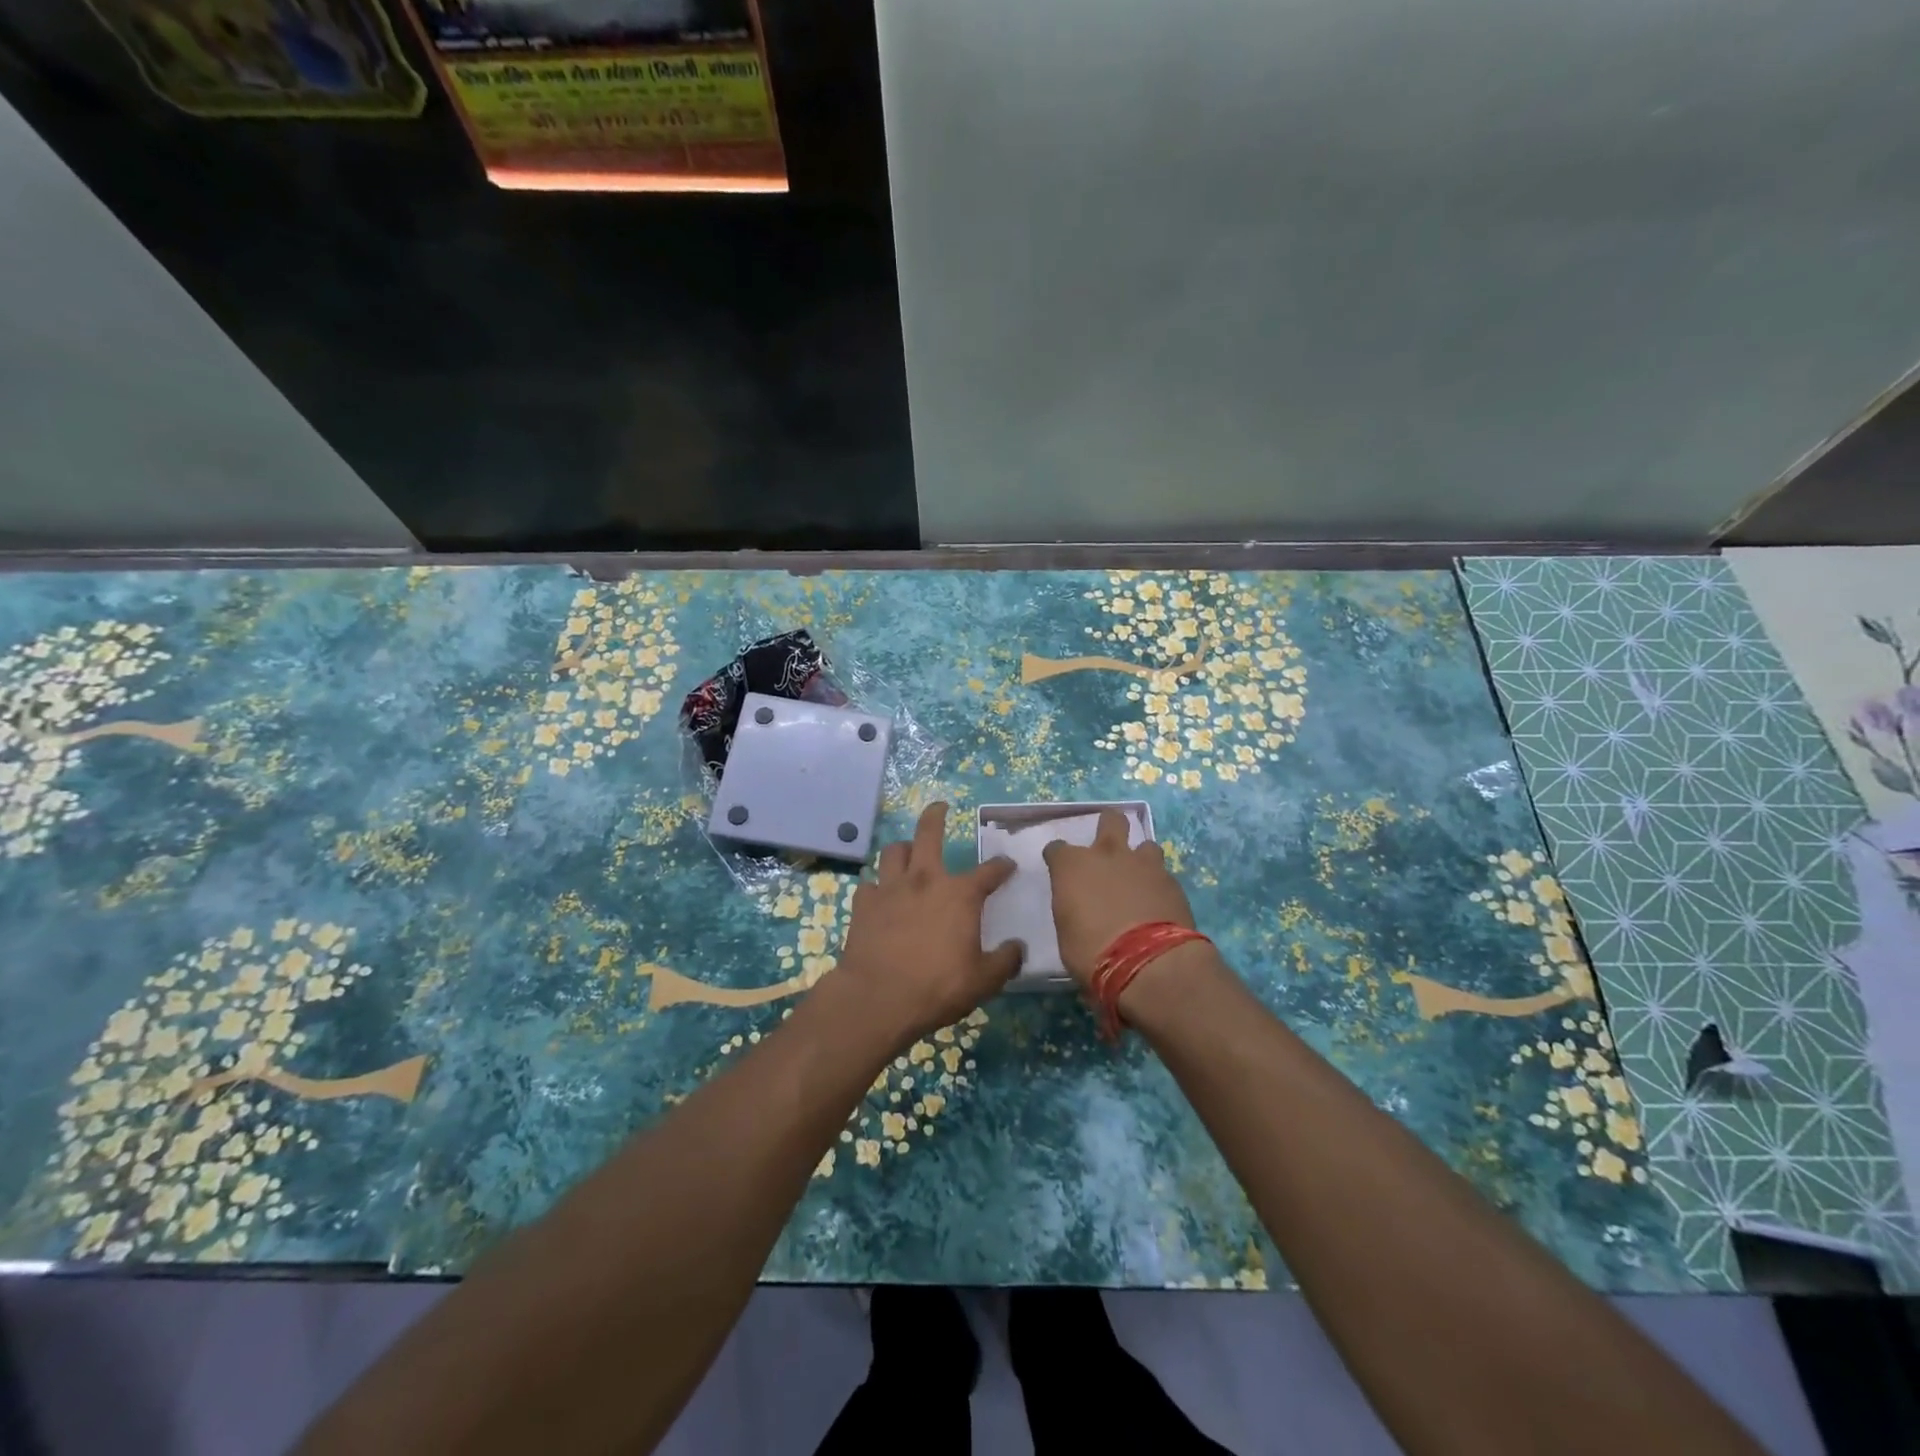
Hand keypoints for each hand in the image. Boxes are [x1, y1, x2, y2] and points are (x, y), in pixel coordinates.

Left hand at [832, 802, 1022, 1046]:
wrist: (878, 998)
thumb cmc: (937, 987)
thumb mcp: (983, 981)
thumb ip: (1005, 961)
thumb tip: (1018, 947)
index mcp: (960, 894)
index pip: (989, 871)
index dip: (1001, 866)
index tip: (1008, 865)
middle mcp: (925, 880)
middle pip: (929, 834)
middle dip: (936, 816)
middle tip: (940, 806)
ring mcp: (891, 889)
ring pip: (893, 851)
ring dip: (903, 848)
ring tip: (907, 851)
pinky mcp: (864, 904)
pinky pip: (869, 885)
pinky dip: (877, 887)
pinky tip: (880, 896)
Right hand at [1043, 809, 1196, 989]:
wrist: (1148, 963)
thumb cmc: (1092, 953)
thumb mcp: (1066, 934)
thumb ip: (1073, 909)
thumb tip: (1080, 909)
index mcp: (1073, 866)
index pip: (1057, 849)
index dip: (1058, 859)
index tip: (1060, 869)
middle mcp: (1108, 854)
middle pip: (1111, 820)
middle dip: (1109, 826)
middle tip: (1108, 849)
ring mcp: (1144, 865)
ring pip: (1146, 845)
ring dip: (1141, 859)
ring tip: (1140, 879)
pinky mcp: (1172, 882)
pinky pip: (1164, 875)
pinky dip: (1159, 885)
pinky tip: (1159, 904)